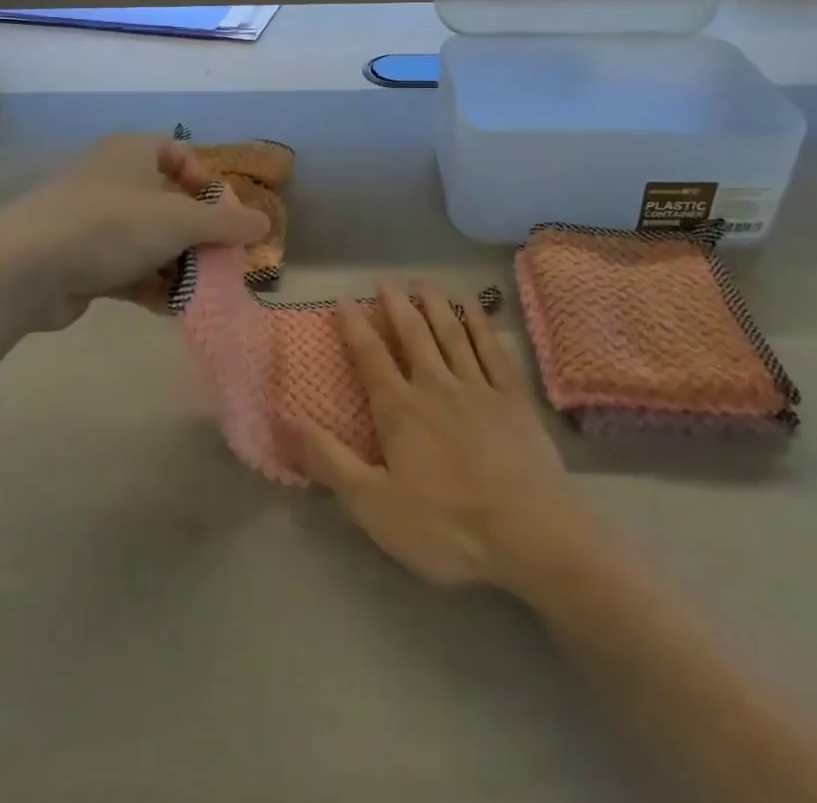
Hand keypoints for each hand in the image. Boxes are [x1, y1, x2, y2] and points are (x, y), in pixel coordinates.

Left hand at [0, 134, 268, 333]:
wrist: (24, 269)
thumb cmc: (110, 225)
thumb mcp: (180, 220)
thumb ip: (226, 223)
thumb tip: (264, 224)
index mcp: (131, 153)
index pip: (174, 151)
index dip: (202, 177)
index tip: (220, 209)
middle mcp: (111, 180)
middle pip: (166, 202)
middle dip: (196, 233)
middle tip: (221, 260)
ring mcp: (92, 222)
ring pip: (148, 240)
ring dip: (177, 265)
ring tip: (203, 291)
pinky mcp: (79, 260)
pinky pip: (126, 268)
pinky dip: (150, 285)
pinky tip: (172, 309)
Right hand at [291, 281, 597, 594]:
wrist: (530, 535)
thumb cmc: (446, 527)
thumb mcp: (374, 505)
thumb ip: (329, 461)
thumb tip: (285, 420)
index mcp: (400, 409)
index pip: (371, 356)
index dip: (354, 326)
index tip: (342, 299)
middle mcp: (436, 385)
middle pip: (413, 334)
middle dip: (396, 304)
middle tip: (384, 280)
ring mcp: (479, 387)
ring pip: (452, 333)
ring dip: (436, 304)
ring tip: (423, 282)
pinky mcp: (514, 399)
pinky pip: (493, 349)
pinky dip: (482, 324)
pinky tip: (476, 308)